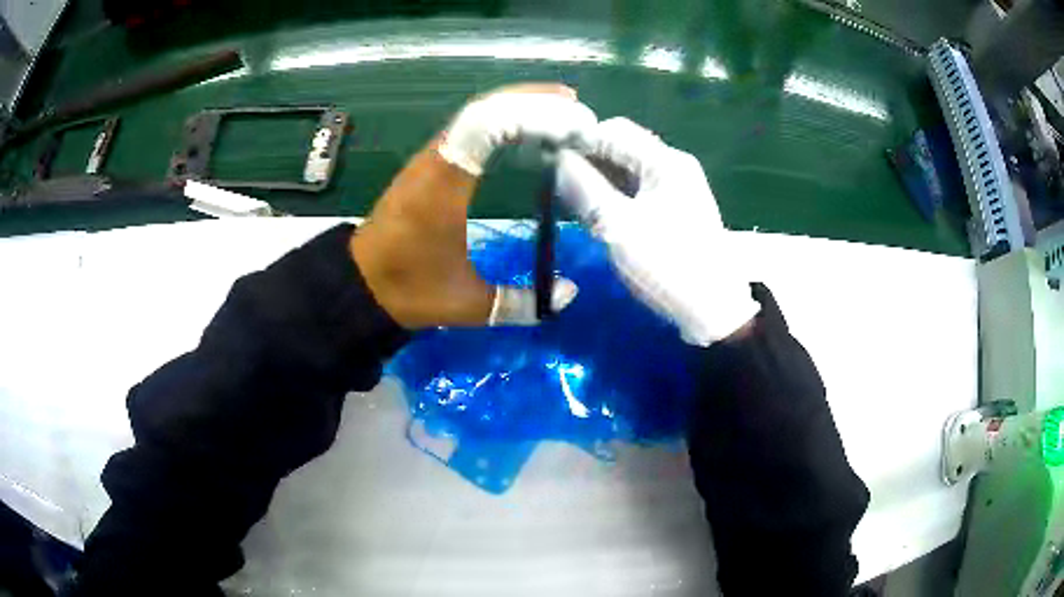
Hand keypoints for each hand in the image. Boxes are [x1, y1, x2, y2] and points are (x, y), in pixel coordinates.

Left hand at [350, 84, 595, 329]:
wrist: (360, 283)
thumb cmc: (408, 288)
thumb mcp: (467, 303)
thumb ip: (519, 301)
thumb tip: (568, 293)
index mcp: (444, 184)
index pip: (487, 126)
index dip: (532, 114)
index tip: (573, 121)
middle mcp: (435, 160)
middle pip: (484, 108)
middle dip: (533, 101)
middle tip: (577, 108)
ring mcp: (429, 158)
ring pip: (475, 113)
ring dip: (517, 105)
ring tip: (560, 110)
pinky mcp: (428, 165)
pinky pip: (467, 127)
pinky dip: (500, 119)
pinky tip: (525, 128)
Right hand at [555, 118, 759, 345]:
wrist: (713, 310)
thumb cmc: (668, 265)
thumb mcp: (619, 227)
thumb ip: (585, 189)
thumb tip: (557, 160)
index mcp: (665, 161)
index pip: (612, 131)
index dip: (578, 140)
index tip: (546, 159)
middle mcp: (672, 166)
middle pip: (620, 149)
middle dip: (586, 161)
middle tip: (554, 183)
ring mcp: (675, 188)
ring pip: (626, 171)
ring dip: (597, 180)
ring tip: (568, 199)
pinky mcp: (673, 209)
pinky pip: (636, 191)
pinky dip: (613, 196)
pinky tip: (593, 212)